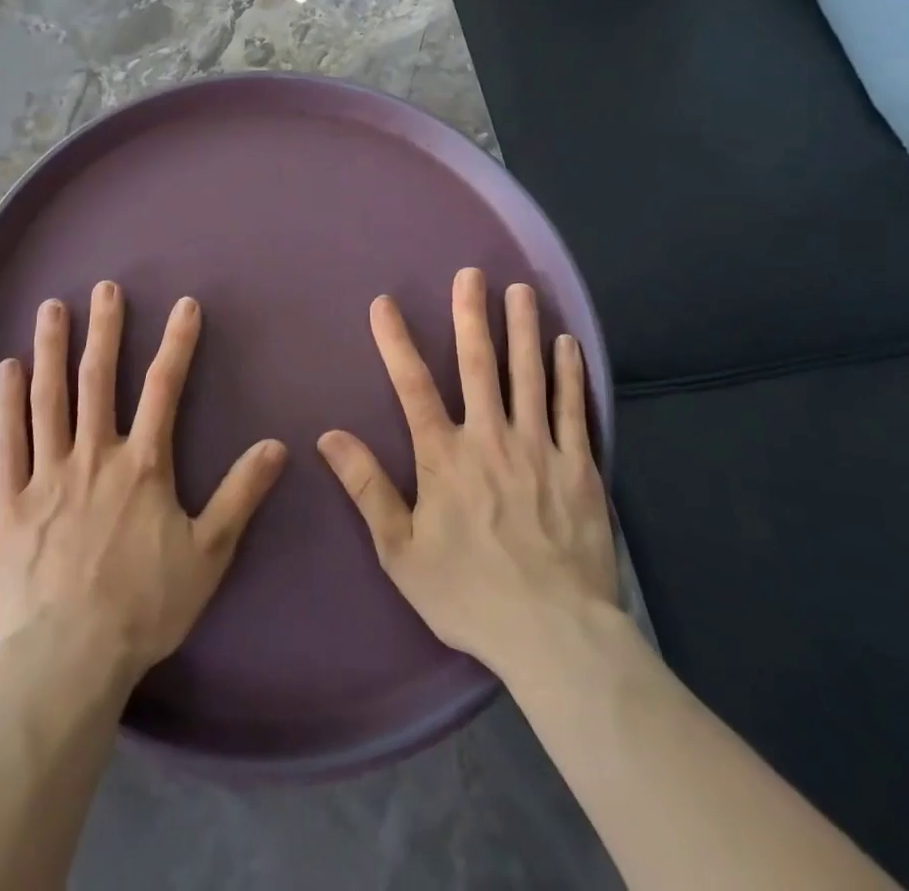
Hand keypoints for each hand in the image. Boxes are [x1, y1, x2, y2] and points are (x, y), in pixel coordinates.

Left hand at [0, 283, 288, 683]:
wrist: (69, 659)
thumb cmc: (144, 605)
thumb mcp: (208, 553)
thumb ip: (241, 494)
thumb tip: (278, 445)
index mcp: (143, 465)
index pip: (164, 388)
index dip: (177, 343)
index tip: (183, 305)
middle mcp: (94, 455)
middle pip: (99, 379)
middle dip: (106, 330)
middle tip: (105, 287)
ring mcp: (47, 474)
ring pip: (49, 398)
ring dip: (52, 349)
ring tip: (51, 308)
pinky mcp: (11, 501)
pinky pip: (7, 441)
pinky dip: (7, 402)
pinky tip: (7, 368)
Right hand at [317, 268, 618, 678]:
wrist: (554, 634)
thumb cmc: (469, 594)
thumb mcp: (400, 552)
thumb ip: (367, 488)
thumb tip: (329, 436)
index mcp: (444, 457)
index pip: (412, 386)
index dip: (396, 341)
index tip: (384, 303)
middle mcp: (490, 438)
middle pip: (478, 364)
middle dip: (471, 314)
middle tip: (472, 274)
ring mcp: (539, 448)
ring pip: (529, 374)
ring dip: (522, 328)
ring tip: (521, 289)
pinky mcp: (579, 466)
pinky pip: (573, 408)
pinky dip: (569, 372)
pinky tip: (567, 343)